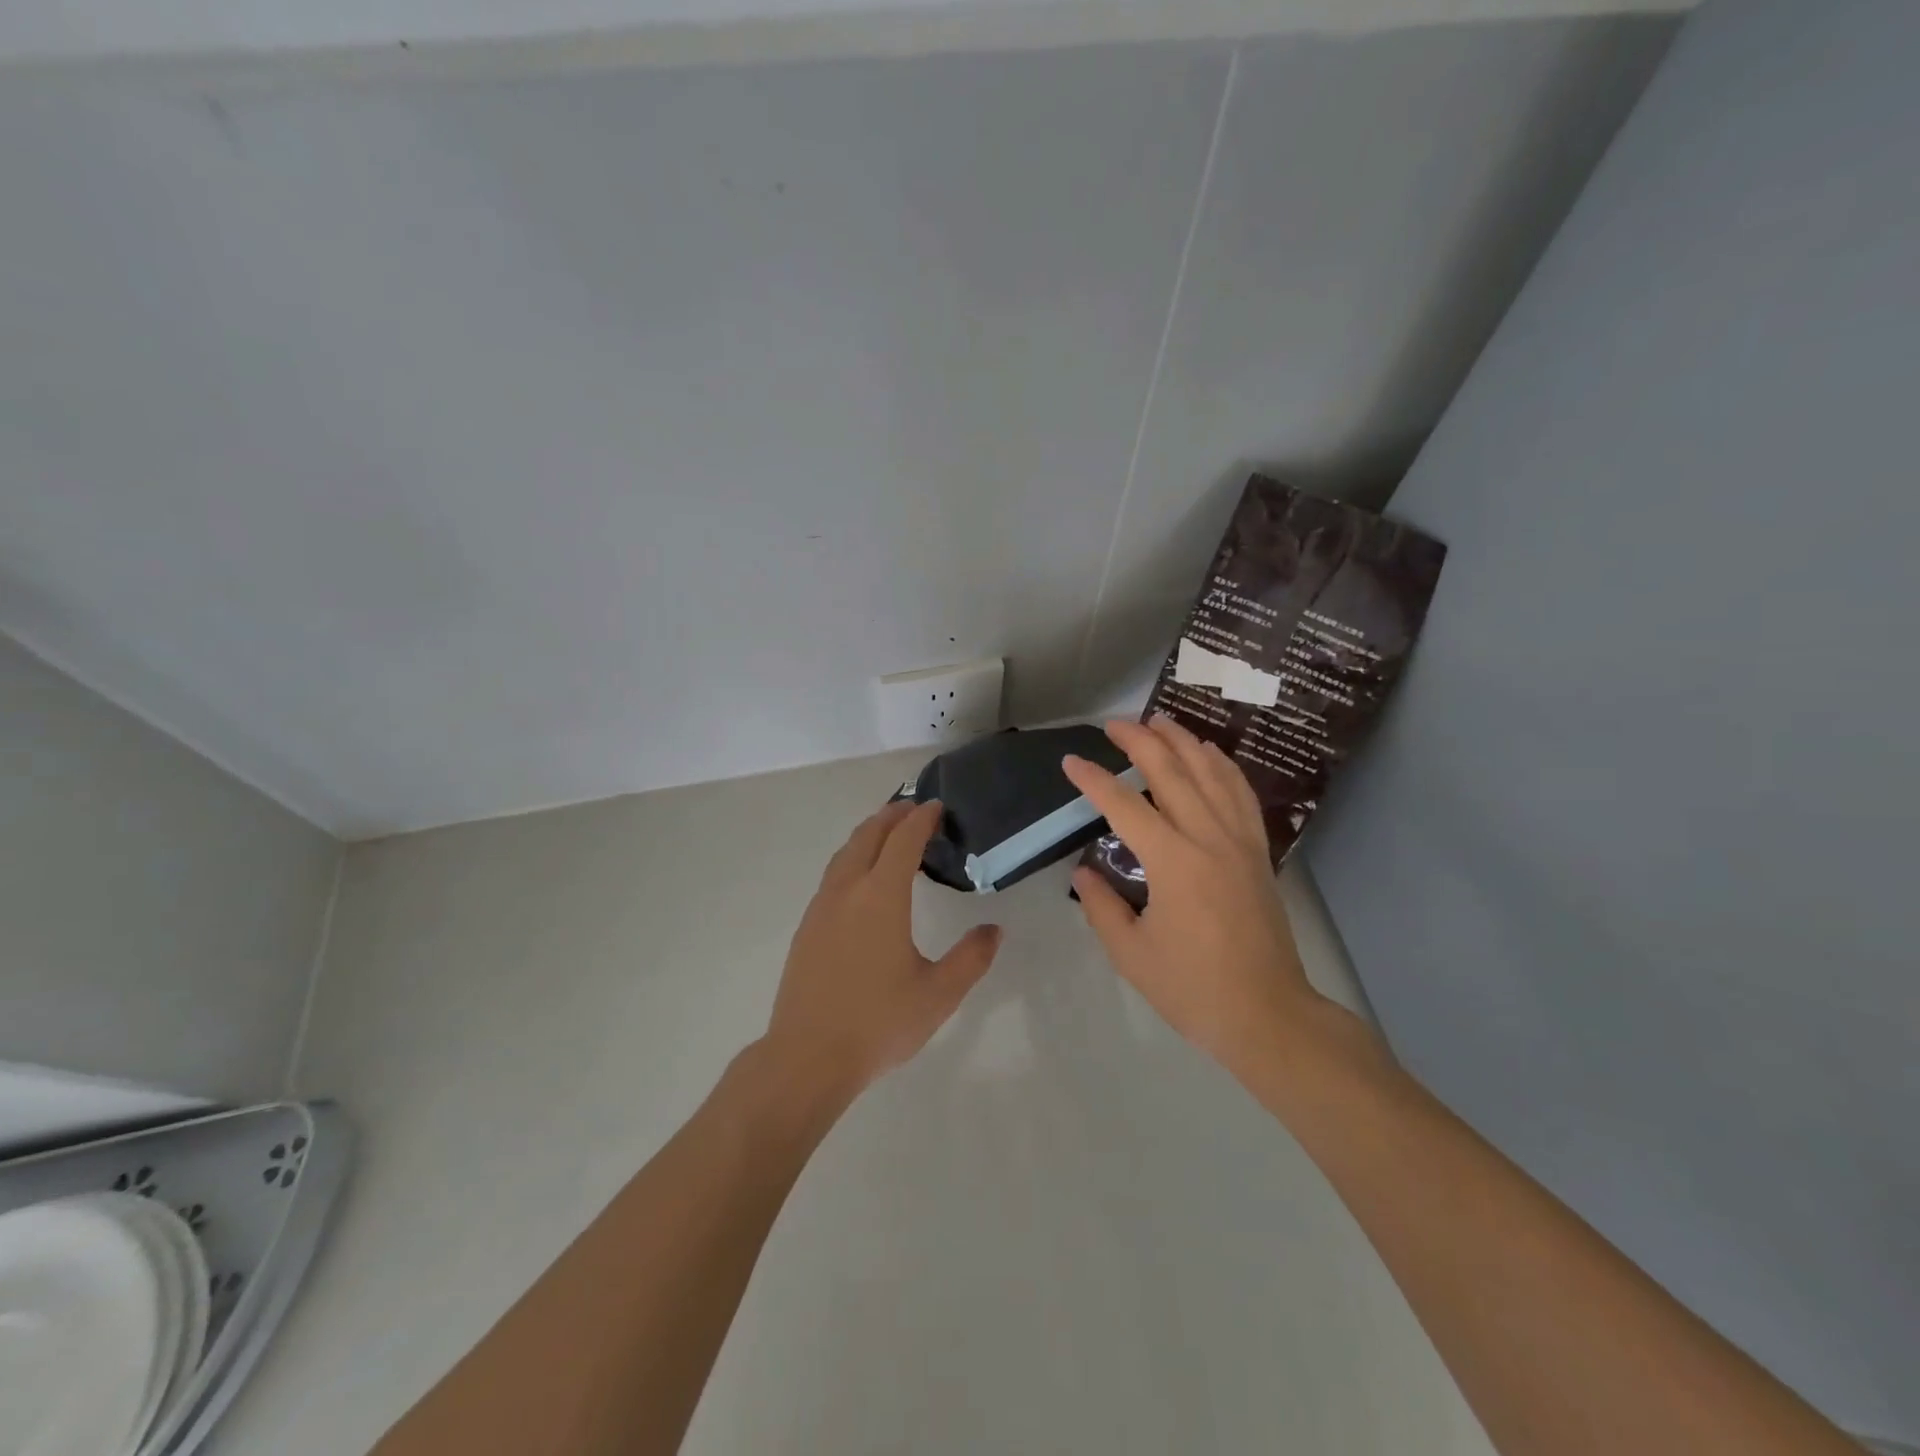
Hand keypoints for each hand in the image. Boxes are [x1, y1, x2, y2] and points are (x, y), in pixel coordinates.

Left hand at [764, 799, 1001, 1101]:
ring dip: (868, 834)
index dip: (921, 818)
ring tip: (887, 833)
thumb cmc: (879, 1023)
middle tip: (913, 809)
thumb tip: (993, 930)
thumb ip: (971, 958)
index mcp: (881, 897)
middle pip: (868, 835)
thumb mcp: (939, 994)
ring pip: (845, 853)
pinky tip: (860, 879)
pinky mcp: (807, 927)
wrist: (807, 1056)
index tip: (936, 806)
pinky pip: (833, 875)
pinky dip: (852, 858)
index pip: (903, 841)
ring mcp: (821, 908)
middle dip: (891, 816)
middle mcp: (847, 891)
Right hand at [1066, 716, 1334, 1077]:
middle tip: (1113, 723)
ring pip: (1212, 773)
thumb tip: (1085, 869)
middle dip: (1140, 740)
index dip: (1094, 780)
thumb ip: (1101, 905)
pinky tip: (1210, 754)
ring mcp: (1239, 841)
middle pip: (1172, 771)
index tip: (1071, 762)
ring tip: (1159, 721)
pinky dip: (1222, 766)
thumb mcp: (1130, 954)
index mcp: (1173, 862)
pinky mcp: (1258, 852)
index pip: (1125, 805)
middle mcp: (1208, 838)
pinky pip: (1241, 794)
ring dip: (1183, 741)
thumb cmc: (1192, 988)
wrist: (1268, 1015)